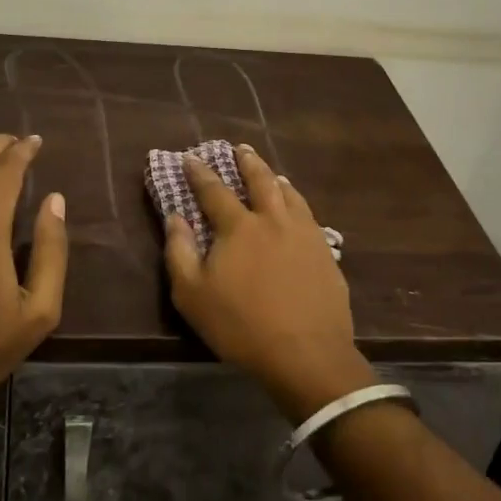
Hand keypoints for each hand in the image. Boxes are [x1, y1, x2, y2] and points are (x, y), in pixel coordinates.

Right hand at [163, 144, 375, 423]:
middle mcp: (273, 219)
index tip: (190, 157)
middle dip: (247, 162)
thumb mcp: (192, 295)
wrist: (306, 352)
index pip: (214, 190)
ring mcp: (304, 233)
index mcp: (239, 226)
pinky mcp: (325, 251)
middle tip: (240, 148)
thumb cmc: (241, 325)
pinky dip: (297, 203)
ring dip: (276, 178)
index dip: (199, 173)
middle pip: (259, 180)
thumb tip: (174, 216)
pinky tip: (298, 209)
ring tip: (272, 173)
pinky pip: (309, 215)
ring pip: (289, 194)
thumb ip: (179, 251)